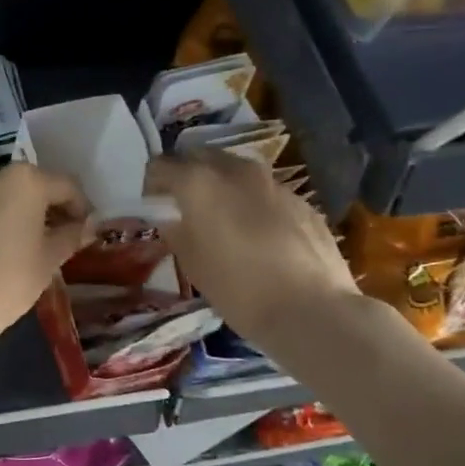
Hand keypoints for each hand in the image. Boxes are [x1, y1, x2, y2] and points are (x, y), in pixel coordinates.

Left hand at [0, 163, 94, 350]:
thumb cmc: (8, 278)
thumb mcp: (48, 258)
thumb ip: (71, 235)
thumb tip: (89, 226)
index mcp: (26, 179)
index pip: (67, 187)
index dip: (82, 209)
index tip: (87, 232)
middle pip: (36, 186)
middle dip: (53, 209)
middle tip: (65, 239)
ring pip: (10, 195)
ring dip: (28, 213)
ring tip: (38, 245)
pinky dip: (4, 218)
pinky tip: (10, 246)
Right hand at [145, 151, 362, 355]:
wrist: (312, 309)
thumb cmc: (238, 288)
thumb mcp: (191, 263)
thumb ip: (175, 230)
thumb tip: (171, 217)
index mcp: (199, 182)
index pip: (160, 165)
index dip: (152, 185)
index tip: (154, 207)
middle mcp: (235, 170)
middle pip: (199, 156)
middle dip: (187, 175)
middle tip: (185, 207)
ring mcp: (272, 182)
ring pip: (235, 171)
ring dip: (222, 186)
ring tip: (223, 220)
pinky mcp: (300, 200)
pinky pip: (264, 192)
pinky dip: (252, 203)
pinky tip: (259, 237)